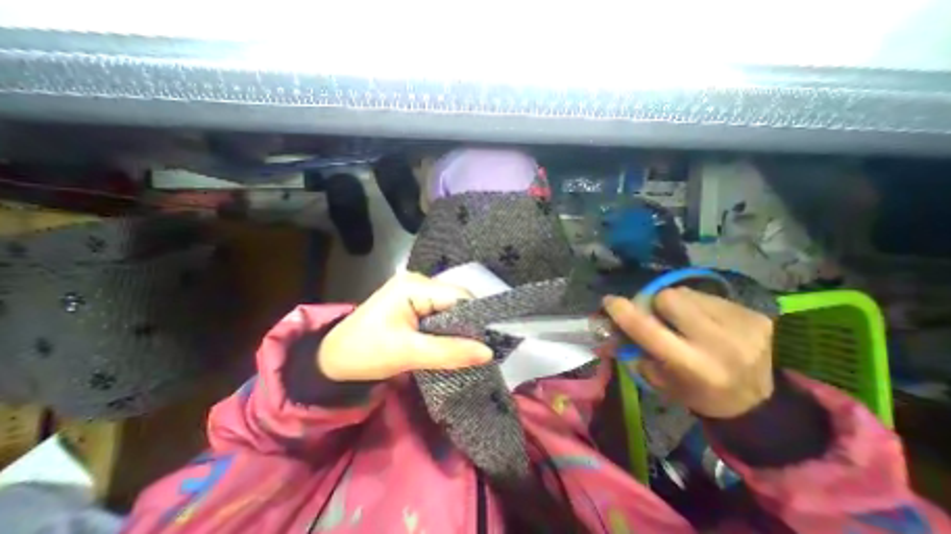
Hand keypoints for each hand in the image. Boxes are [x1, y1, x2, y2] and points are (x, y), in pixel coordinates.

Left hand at [321, 274, 494, 381]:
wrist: (333, 359)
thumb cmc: (366, 353)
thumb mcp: (408, 354)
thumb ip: (450, 352)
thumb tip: (488, 352)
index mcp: (415, 286)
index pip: (458, 296)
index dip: (476, 317)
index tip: (487, 342)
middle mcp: (418, 282)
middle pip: (456, 300)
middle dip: (468, 324)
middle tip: (478, 349)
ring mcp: (416, 291)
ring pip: (450, 307)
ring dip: (458, 328)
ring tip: (467, 348)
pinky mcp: (414, 302)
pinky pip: (440, 312)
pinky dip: (448, 328)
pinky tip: (451, 342)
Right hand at [606, 287, 775, 418]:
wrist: (758, 402)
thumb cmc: (694, 391)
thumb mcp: (657, 378)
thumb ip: (632, 349)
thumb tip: (609, 322)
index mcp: (691, 366)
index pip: (647, 329)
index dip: (623, 312)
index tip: (609, 301)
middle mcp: (719, 345)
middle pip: (668, 298)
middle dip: (655, 303)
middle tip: (658, 315)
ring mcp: (742, 327)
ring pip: (686, 292)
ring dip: (677, 302)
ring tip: (685, 320)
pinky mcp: (755, 315)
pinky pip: (707, 294)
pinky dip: (697, 303)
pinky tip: (706, 321)